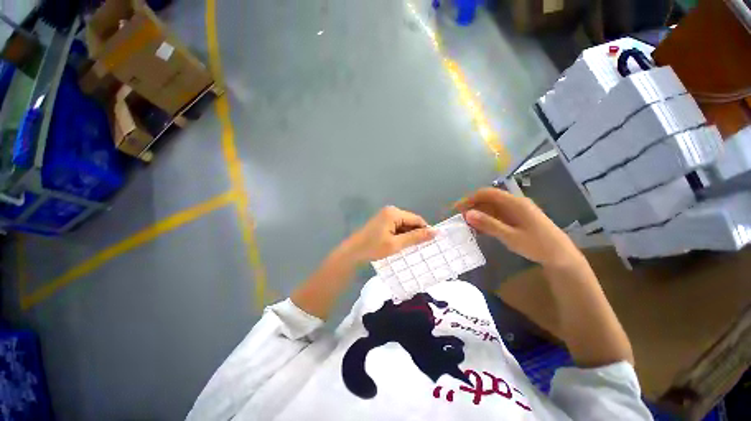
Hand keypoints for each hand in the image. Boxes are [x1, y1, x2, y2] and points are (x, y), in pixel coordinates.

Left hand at [340, 206, 436, 263]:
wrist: (352, 252)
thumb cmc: (373, 248)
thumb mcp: (396, 244)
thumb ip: (415, 237)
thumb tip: (435, 232)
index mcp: (394, 213)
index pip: (417, 220)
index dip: (425, 231)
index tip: (430, 244)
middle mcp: (391, 211)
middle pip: (410, 221)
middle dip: (415, 234)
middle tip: (419, 249)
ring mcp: (385, 215)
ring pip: (404, 225)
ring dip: (408, 235)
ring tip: (410, 248)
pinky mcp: (382, 221)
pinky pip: (397, 227)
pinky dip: (400, 235)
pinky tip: (400, 245)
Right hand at [455, 188, 582, 268]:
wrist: (561, 257)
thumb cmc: (538, 246)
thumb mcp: (510, 236)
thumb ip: (488, 224)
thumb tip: (467, 214)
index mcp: (515, 203)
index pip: (487, 193)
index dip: (470, 198)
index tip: (457, 208)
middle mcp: (515, 203)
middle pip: (488, 200)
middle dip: (473, 207)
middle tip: (460, 220)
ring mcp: (516, 211)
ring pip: (491, 208)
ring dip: (478, 215)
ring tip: (467, 226)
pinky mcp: (517, 219)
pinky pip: (497, 216)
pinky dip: (487, 221)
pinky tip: (480, 230)